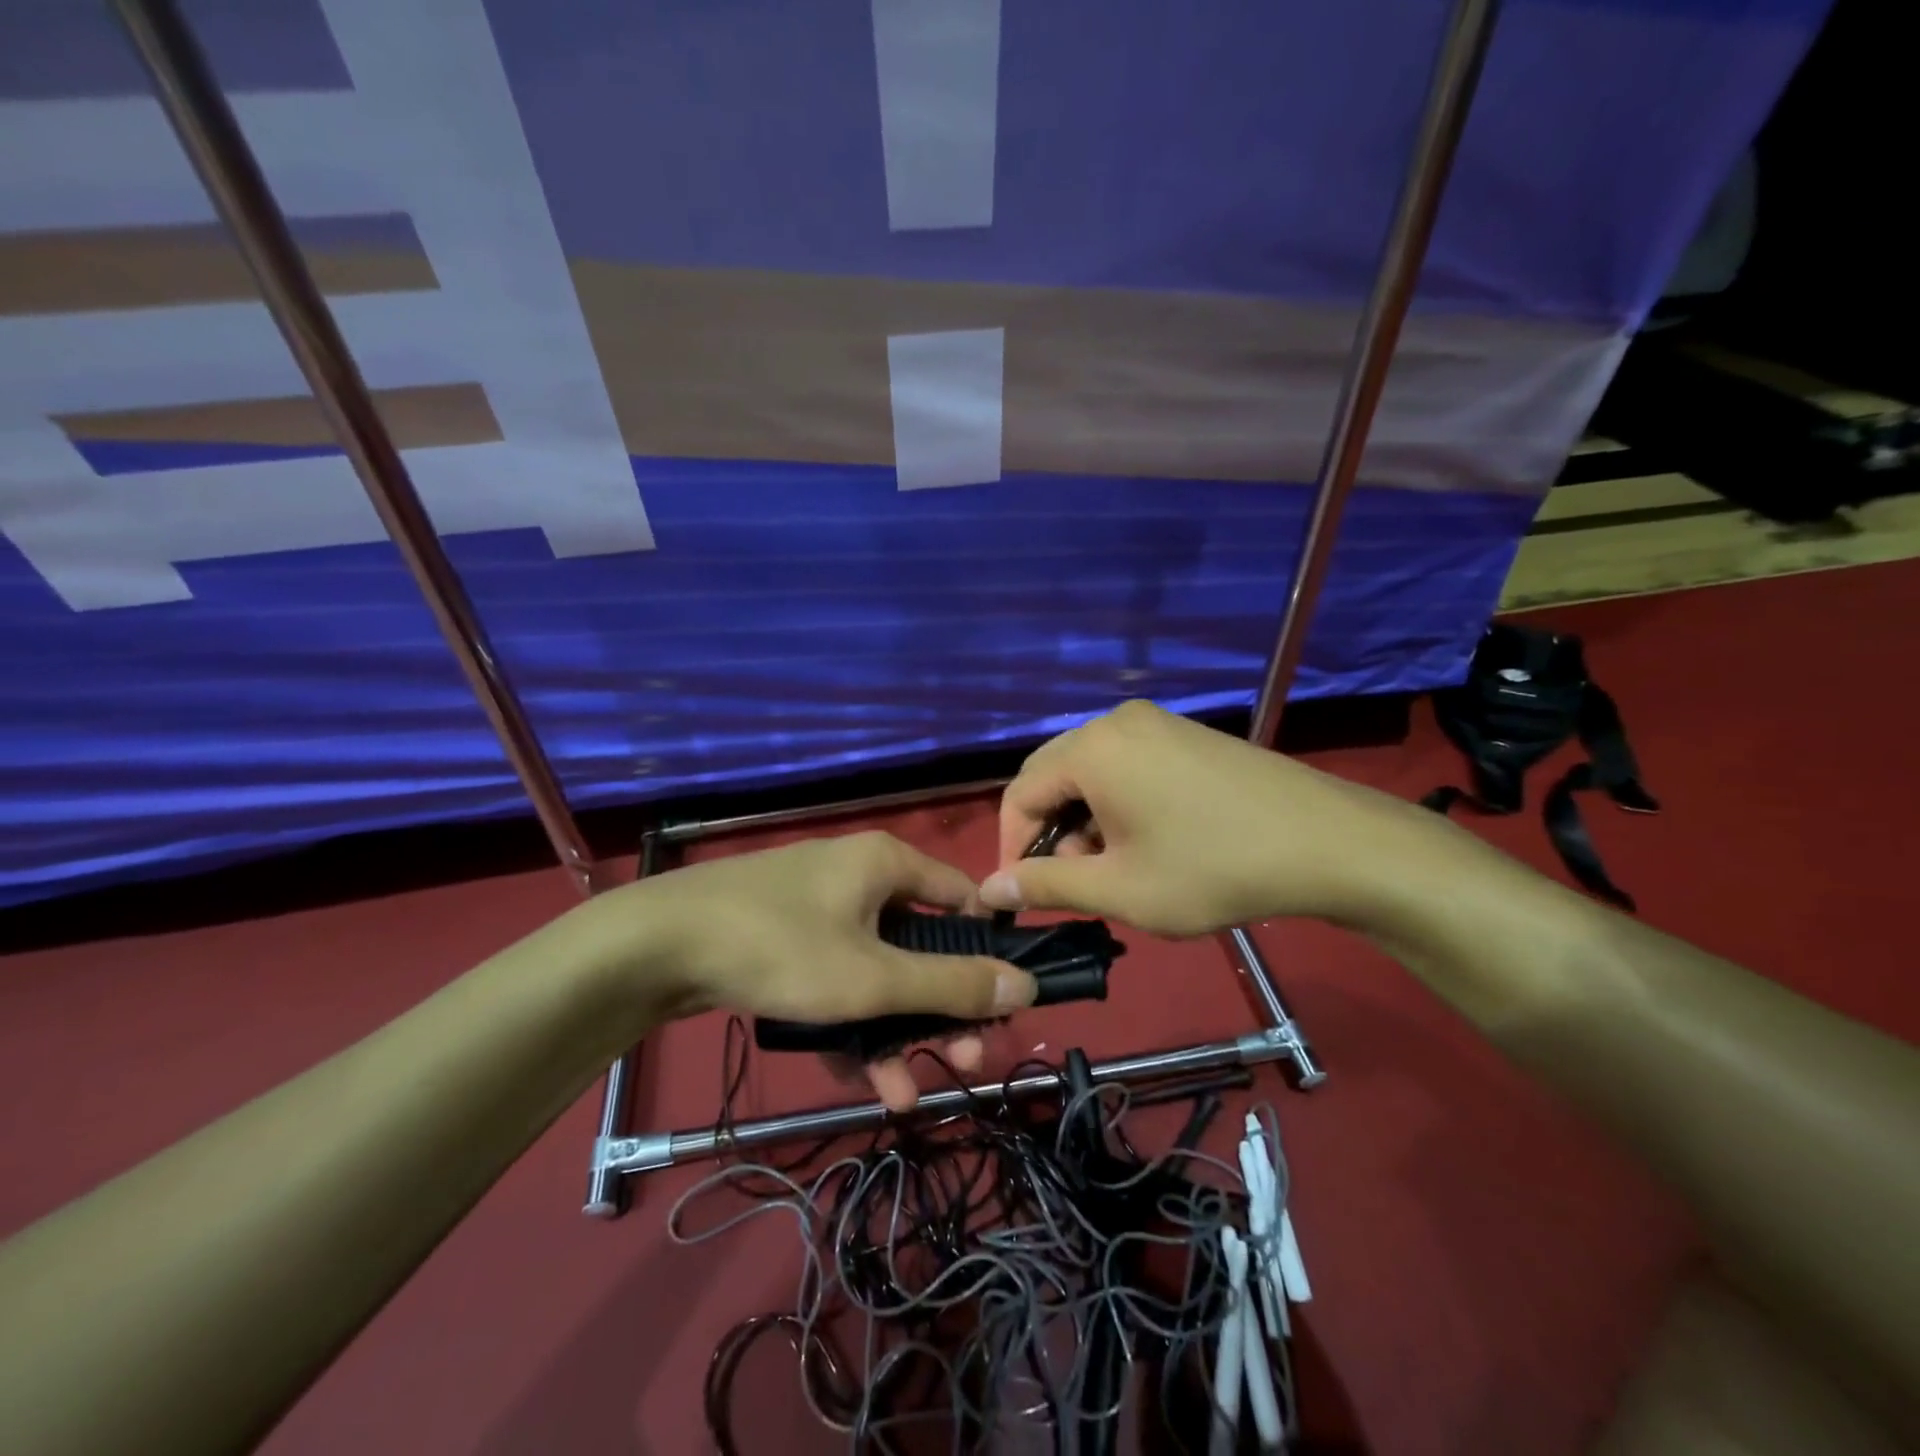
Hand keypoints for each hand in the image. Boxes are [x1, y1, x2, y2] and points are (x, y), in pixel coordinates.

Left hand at [602, 831, 1036, 1109]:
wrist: (655, 946)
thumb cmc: (780, 947)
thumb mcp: (873, 977)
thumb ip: (950, 985)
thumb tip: (1025, 984)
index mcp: (887, 865)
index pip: (963, 901)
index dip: (986, 954)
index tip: (998, 1007)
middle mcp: (858, 878)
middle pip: (920, 946)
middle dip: (941, 1011)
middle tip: (965, 1061)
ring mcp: (818, 911)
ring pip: (876, 973)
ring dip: (894, 1032)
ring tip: (906, 1093)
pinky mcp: (785, 941)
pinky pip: (835, 980)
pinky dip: (850, 1024)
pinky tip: (859, 1078)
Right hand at [979, 700, 1420, 935]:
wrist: (1328, 844)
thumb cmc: (1212, 869)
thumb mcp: (1120, 889)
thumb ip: (1046, 886)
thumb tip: (992, 888)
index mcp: (1092, 749)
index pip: (1020, 794)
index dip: (1011, 848)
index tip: (1021, 897)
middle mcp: (1116, 722)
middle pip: (1053, 777)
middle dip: (1050, 835)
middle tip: (1074, 885)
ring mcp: (1157, 724)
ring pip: (1091, 773)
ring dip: (1085, 822)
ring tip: (1117, 870)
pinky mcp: (1186, 736)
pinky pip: (1126, 766)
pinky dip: (1118, 805)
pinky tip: (1149, 842)